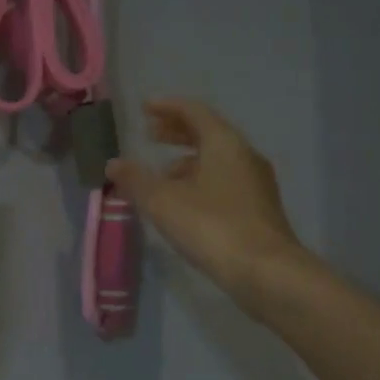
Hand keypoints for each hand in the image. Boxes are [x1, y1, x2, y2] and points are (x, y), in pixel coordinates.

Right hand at [108, 98, 305, 305]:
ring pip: (217, 160)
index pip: (194, 112)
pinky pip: (225, 181)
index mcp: (224, 143)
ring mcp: (256, 183)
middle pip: (208, 133)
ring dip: (188, 160)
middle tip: (150, 134)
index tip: (145, 108)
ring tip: (161, 174)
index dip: (167, 107)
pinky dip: (201, 180)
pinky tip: (185, 203)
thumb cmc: (212, 227)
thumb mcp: (163, 201)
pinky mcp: (259, 209)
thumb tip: (113, 164)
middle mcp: (244, 156)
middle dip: (177, 132)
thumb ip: (135, 179)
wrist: (266, 272)